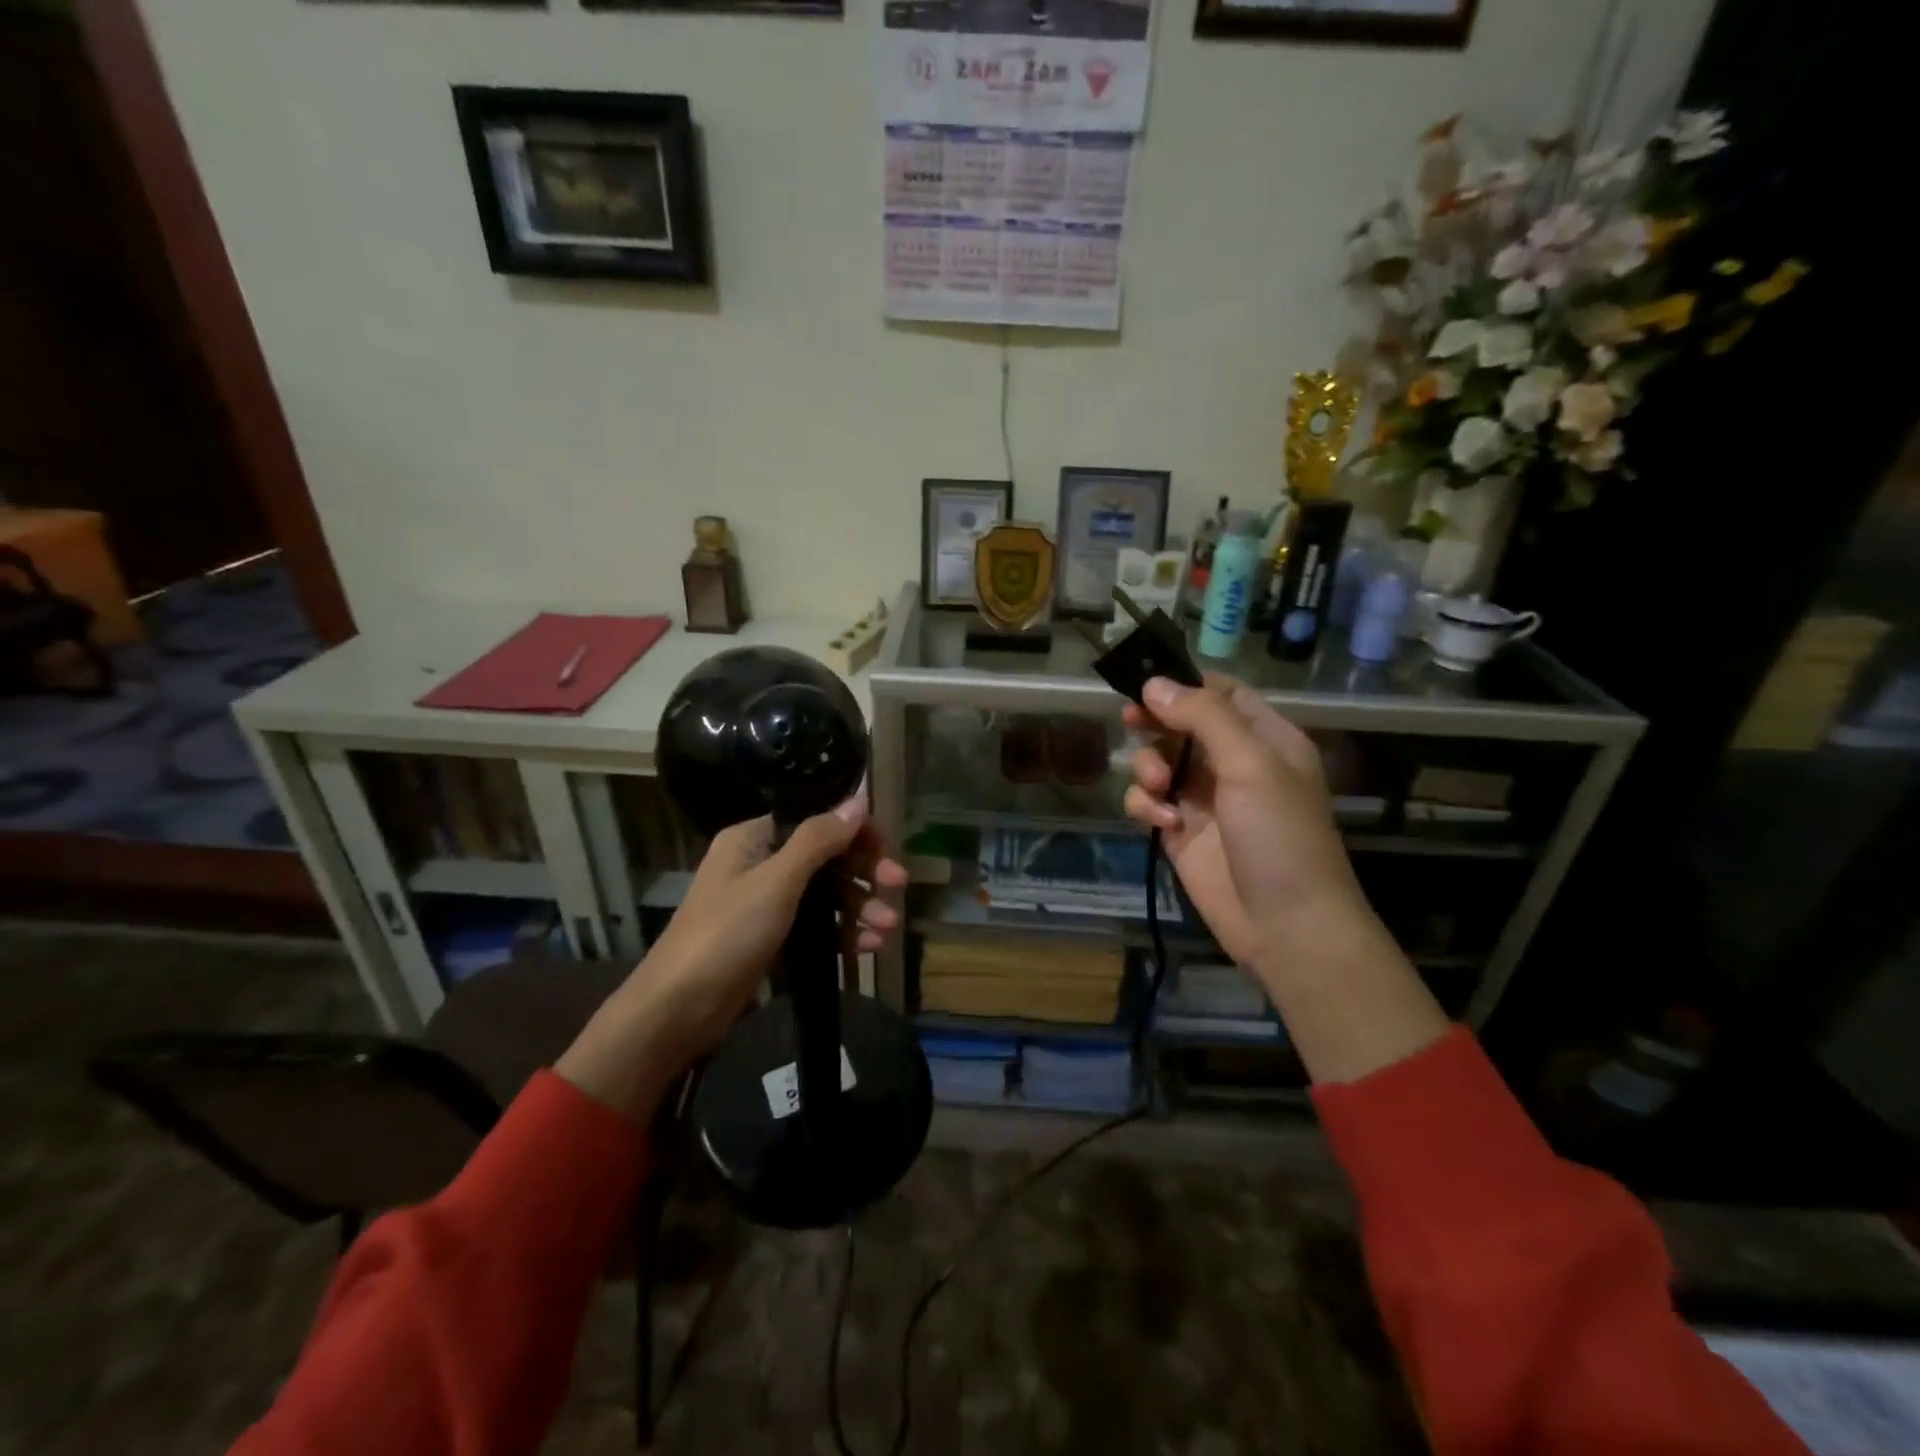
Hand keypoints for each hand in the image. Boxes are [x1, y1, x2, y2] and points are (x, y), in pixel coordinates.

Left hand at [556, 795, 907, 1120]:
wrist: (676, 1011)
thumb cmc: (726, 935)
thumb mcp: (776, 882)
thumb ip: (819, 839)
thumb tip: (858, 797)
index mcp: (755, 838)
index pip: (816, 820)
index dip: (855, 832)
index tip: (887, 850)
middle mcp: (761, 863)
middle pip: (826, 857)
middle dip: (864, 873)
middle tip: (899, 887)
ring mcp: (766, 903)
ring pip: (825, 893)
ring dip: (858, 907)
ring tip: (888, 931)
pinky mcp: (771, 938)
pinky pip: (816, 925)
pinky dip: (842, 933)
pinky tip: (869, 947)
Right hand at [1123, 674, 1370, 974]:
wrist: (1287, 926)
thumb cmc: (1280, 836)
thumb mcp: (1251, 764)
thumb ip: (1203, 717)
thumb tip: (1154, 683)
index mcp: (1264, 738)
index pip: (1221, 692)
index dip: (1184, 683)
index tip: (1147, 681)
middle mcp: (1231, 762)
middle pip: (1181, 723)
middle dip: (1155, 722)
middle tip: (1132, 720)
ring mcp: (1203, 798)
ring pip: (1157, 760)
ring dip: (1148, 767)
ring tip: (1158, 787)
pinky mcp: (1180, 831)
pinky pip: (1147, 801)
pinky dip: (1146, 806)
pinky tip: (1163, 823)